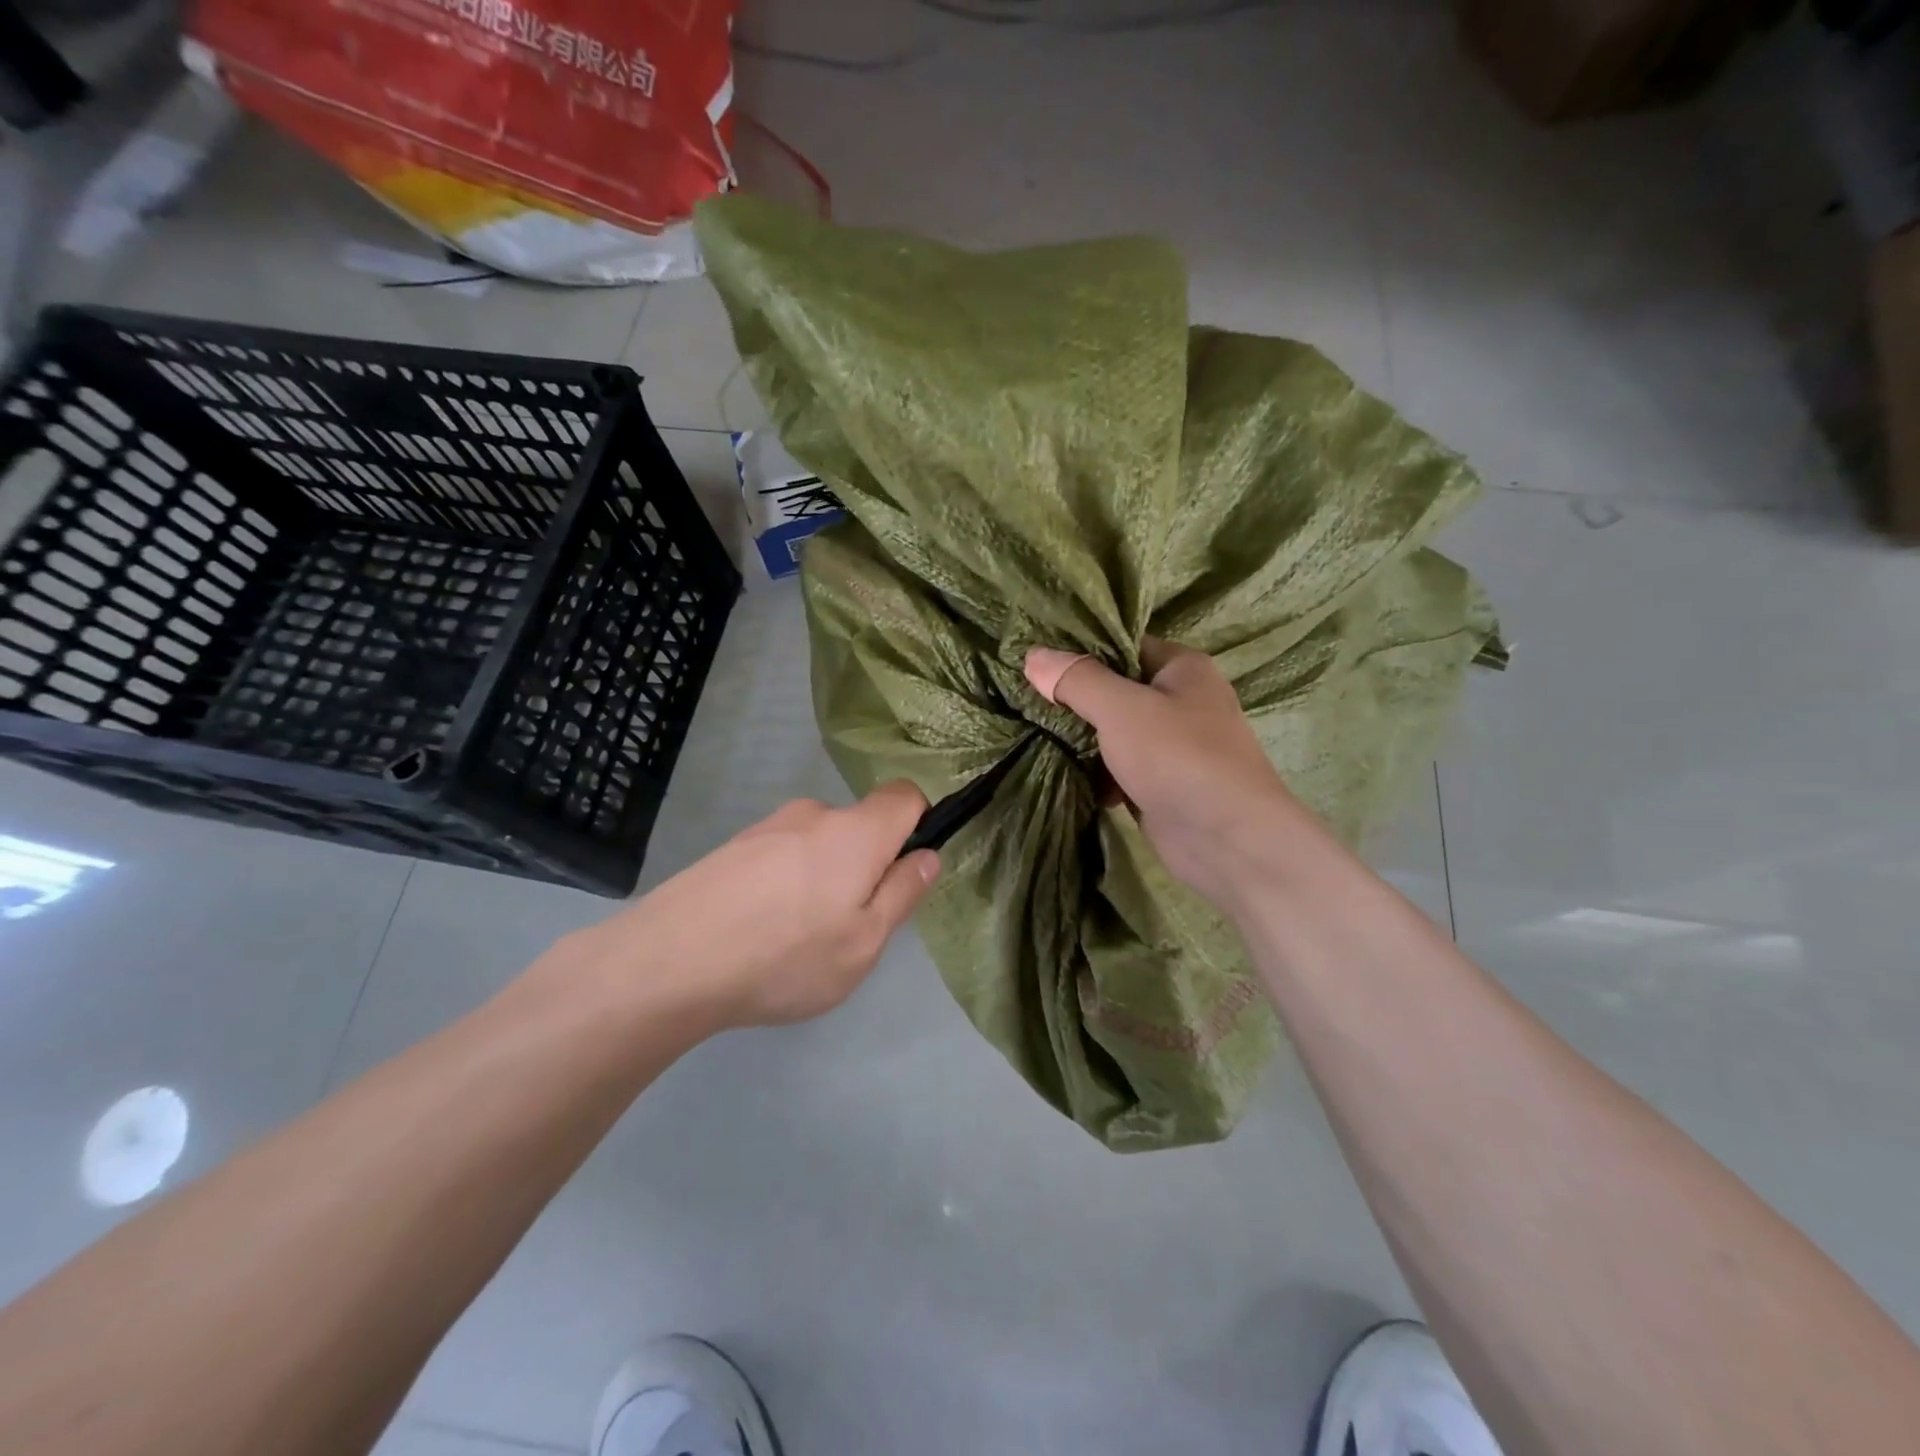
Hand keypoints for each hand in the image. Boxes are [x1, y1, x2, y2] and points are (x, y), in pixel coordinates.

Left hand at [581, 784, 940, 1028]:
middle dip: (865, 865)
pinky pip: (779, 856)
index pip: (904, 795)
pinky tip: (758, 930)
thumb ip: (902, 893)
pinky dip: (784, 884)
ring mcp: (766, 828)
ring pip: (817, 844)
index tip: (906, 869)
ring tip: (794, 937)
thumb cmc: (786, 956)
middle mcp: (813, 815)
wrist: (668, 962)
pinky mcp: (731, 847)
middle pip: (859, 826)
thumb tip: (927, 855)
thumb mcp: (863, 943)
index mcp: (856, 832)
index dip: (919, 822)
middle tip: (846, 926)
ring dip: (821, 877)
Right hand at [1025, 640, 1296, 907]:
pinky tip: (1062, 773)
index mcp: (1182, 668)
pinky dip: (1095, 772)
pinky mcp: (1159, 784)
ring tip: (1031, 734)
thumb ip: (1077, 680)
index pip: (1122, 645)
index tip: (1034, 660)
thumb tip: (1033, 655)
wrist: (1228, 841)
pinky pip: (1117, 768)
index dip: (1079, 650)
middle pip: (1114, 689)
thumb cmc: (1179, 758)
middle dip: (1073, 699)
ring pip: (1113, 732)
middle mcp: (1180, 701)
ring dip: (1080, 739)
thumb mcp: (1121, 709)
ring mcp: (1171, 746)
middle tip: (1023, 699)